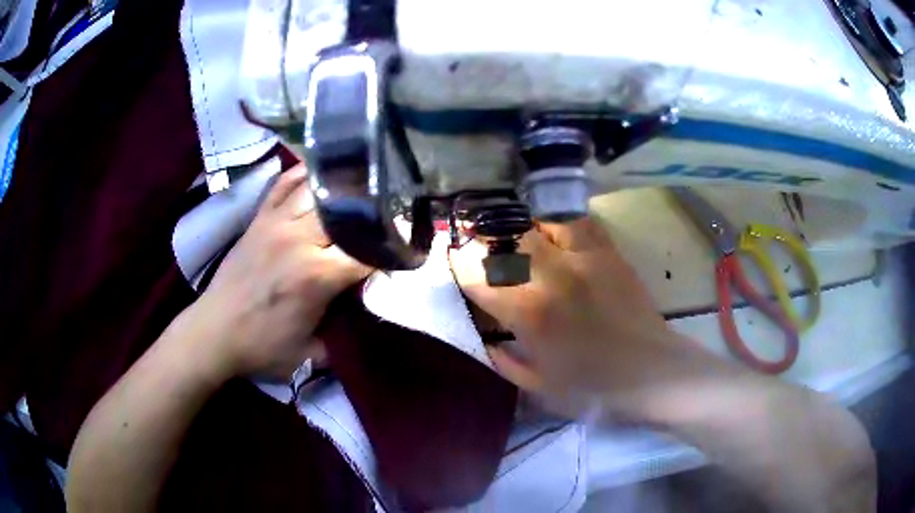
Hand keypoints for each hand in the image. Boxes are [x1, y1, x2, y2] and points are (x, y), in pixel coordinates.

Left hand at [187, 164, 369, 379]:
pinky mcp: (259, 218)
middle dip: (372, 213)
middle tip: (387, 215)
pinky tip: (319, 172)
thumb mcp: (311, 356)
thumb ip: (345, 337)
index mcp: (316, 276)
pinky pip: (284, 184)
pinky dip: (303, 174)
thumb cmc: (262, 348)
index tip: (402, 250)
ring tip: (362, 187)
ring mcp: (276, 223)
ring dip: (343, 189)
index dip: (390, 250)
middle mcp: (299, 240)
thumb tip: (367, 316)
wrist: (214, 332)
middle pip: (347, 211)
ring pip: (319, 190)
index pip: (367, 251)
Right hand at [450, 217, 711, 417]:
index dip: (458, 264)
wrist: (652, 373)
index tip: (452, 261)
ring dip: (521, 227)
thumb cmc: (594, 389)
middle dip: (483, 237)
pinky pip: (577, 222)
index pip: (478, 274)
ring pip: (540, 221)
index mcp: (529, 312)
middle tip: (477, 244)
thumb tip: (485, 340)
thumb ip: (503, 362)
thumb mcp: (538, 387)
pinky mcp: (609, 252)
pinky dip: (558, 224)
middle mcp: (552, 275)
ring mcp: (584, 257)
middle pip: (505, 237)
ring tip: (515, 237)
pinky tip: (553, 235)